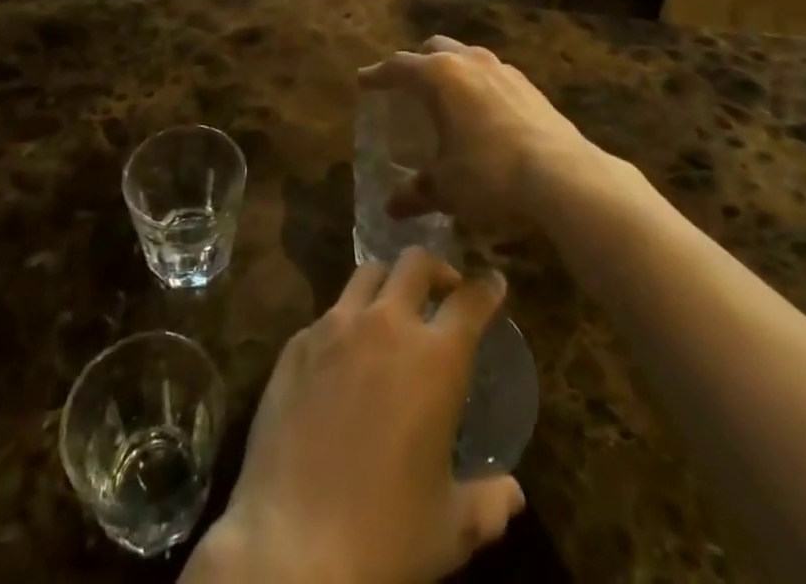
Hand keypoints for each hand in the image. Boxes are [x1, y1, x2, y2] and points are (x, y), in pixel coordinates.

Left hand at [189, 250, 523, 583]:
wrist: (291, 543)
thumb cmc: (385, 535)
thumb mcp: (450, 528)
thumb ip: (488, 503)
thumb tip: (514, 493)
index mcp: (434, 360)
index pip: (469, 301)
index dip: (486, 287)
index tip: (492, 282)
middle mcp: (386, 326)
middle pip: (415, 263)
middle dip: (436, 268)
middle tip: (443, 288)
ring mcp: (336, 327)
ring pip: (367, 274)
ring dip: (388, 283)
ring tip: (392, 308)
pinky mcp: (298, 342)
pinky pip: (329, 312)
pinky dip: (347, 320)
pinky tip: (345, 353)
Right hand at [359, 36, 594, 231]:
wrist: (564, 177)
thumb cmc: (489, 174)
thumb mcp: (445, 188)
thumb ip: (416, 192)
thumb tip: (391, 206)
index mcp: (439, 76)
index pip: (398, 67)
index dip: (377, 75)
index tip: (363, 81)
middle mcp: (469, 62)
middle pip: (433, 49)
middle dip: (416, 62)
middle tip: (406, 85)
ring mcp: (503, 70)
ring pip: (466, 57)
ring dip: (451, 70)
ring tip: (446, 98)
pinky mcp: (530, 86)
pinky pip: (493, 75)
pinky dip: (478, 86)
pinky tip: (482, 114)